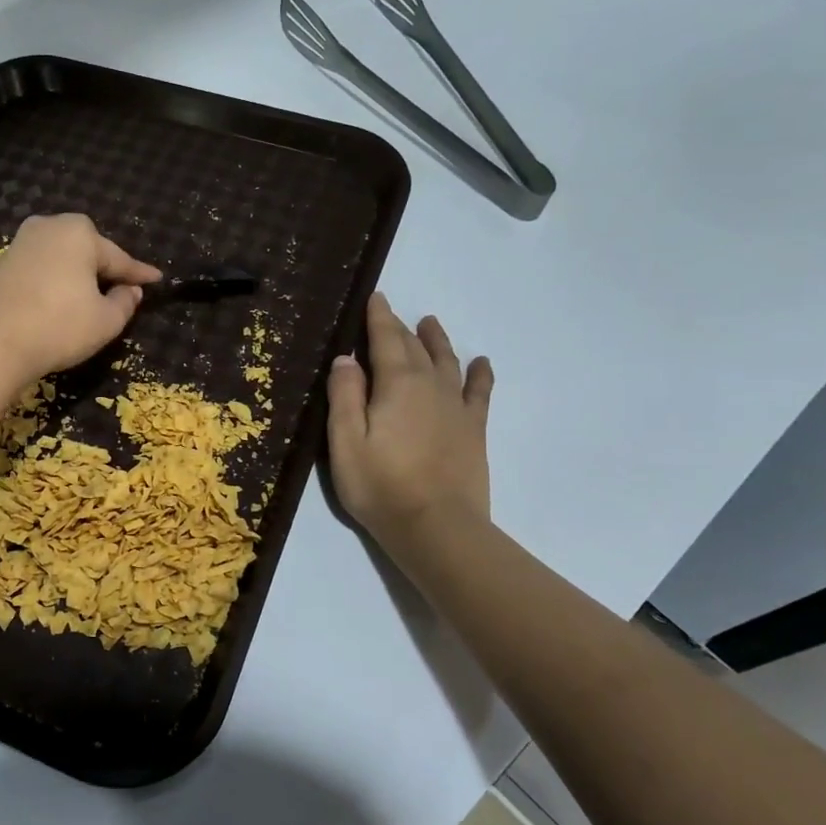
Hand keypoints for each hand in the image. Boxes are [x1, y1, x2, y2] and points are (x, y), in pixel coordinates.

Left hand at [0, 214, 161, 381]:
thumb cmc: (58, 326)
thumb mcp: (106, 322)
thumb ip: (125, 303)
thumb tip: (129, 291)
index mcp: (79, 233)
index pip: (119, 259)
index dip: (139, 274)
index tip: (157, 279)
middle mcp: (47, 228)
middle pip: (86, 253)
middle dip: (102, 270)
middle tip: (120, 290)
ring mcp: (16, 246)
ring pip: (57, 262)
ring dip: (73, 279)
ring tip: (85, 301)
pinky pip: (34, 276)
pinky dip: (47, 288)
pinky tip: (51, 308)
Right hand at [327, 293, 493, 549]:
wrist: (437, 527)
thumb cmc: (381, 486)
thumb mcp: (345, 442)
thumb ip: (344, 396)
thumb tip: (346, 358)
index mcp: (396, 384)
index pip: (385, 340)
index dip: (378, 317)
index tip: (376, 297)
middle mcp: (430, 385)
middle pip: (415, 347)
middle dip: (400, 328)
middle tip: (390, 313)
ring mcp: (456, 407)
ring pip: (447, 361)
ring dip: (437, 341)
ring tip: (430, 324)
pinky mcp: (474, 429)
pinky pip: (479, 391)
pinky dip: (479, 373)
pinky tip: (481, 362)